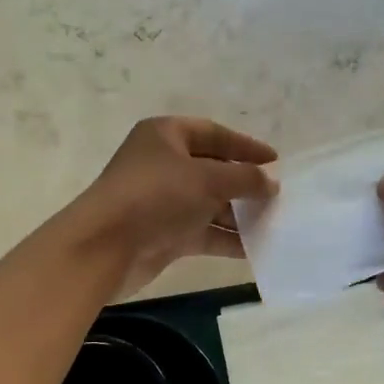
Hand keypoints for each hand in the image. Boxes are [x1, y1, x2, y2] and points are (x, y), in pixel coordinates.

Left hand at [71, 116, 276, 297]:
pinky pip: (203, 232)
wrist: (106, 247)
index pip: (214, 134)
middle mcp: (163, 164)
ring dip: (239, 215)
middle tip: (277, 197)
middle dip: (245, 185)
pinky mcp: (164, 234)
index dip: (246, 146)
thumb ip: (245, 179)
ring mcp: (163, 201)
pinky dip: (226, 238)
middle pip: (213, 170)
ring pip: (209, 204)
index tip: (276, 161)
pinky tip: (256, 249)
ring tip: (274, 224)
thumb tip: (272, 184)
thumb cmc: (157, 196)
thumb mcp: (208, 179)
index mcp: (166, 135)